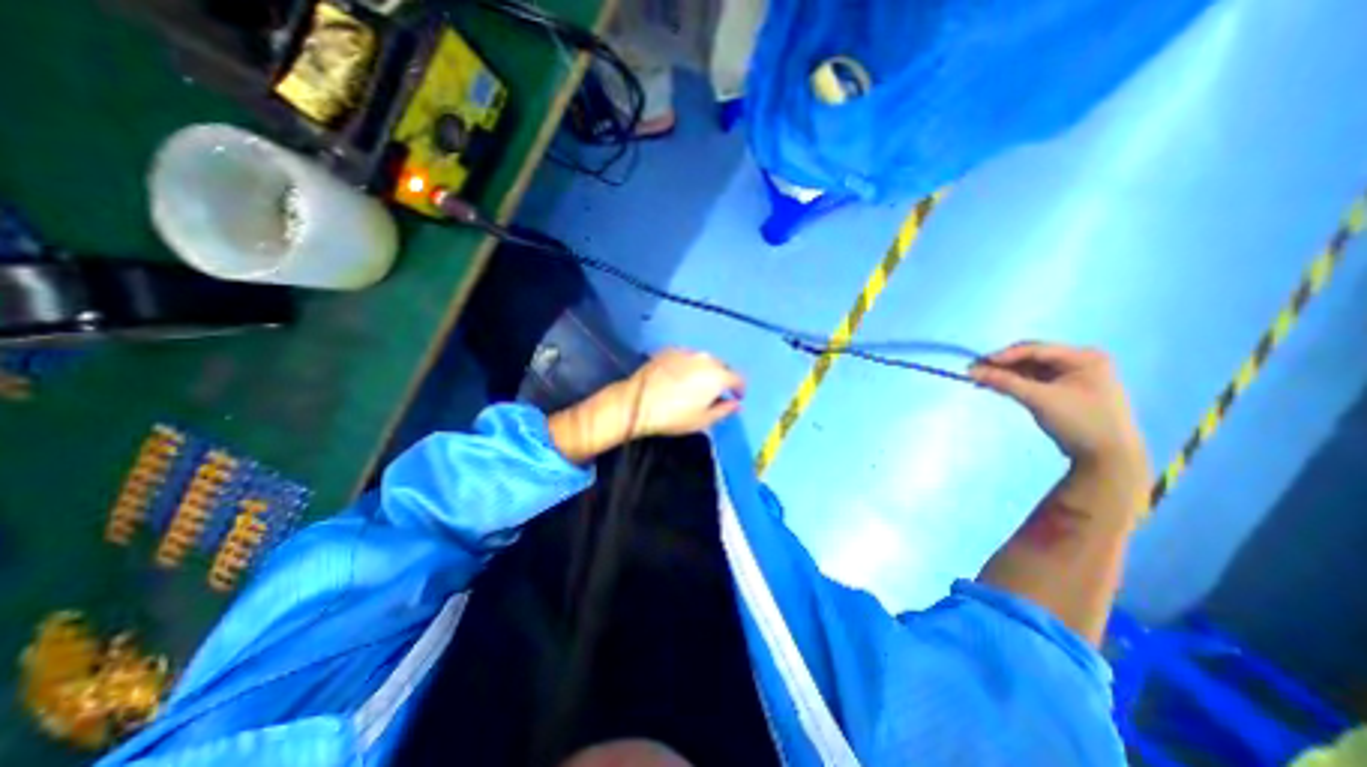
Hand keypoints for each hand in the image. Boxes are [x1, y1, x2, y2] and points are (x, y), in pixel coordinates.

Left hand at [546, 349, 744, 465]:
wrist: (638, 402)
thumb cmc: (674, 416)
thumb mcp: (703, 420)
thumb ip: (725, 410)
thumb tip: (736, 404)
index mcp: (718, 375)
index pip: (738, 378)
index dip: (740, 389)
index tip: (736, 398)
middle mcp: (705, 358)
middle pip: (722, 366)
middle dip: (723, 378)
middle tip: (716, 392)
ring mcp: (687, 352)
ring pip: (705, 360)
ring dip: (706, 370)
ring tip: (697, 384)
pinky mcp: (670, 350)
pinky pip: (688, 356)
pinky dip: (690, 365)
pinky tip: (680, 376)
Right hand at [967, 341, 1146, 472]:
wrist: (1108, 456)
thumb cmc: (1079, 421)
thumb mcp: (1039, 399)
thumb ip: (1004, 382)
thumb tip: (971, 371)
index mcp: (1084, 357)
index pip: (1035, 349)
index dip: (1004, 355)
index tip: (977, 364)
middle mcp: (1080, 361)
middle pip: (1031, 358)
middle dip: (1003, 366)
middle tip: (975, 372)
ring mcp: (1072, 376)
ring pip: (1030, 369)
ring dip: (1005, 375)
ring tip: (980, 381)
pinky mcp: (1064, 390)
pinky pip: (1033, 380)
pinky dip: (1015, 383)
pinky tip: (996, 386)